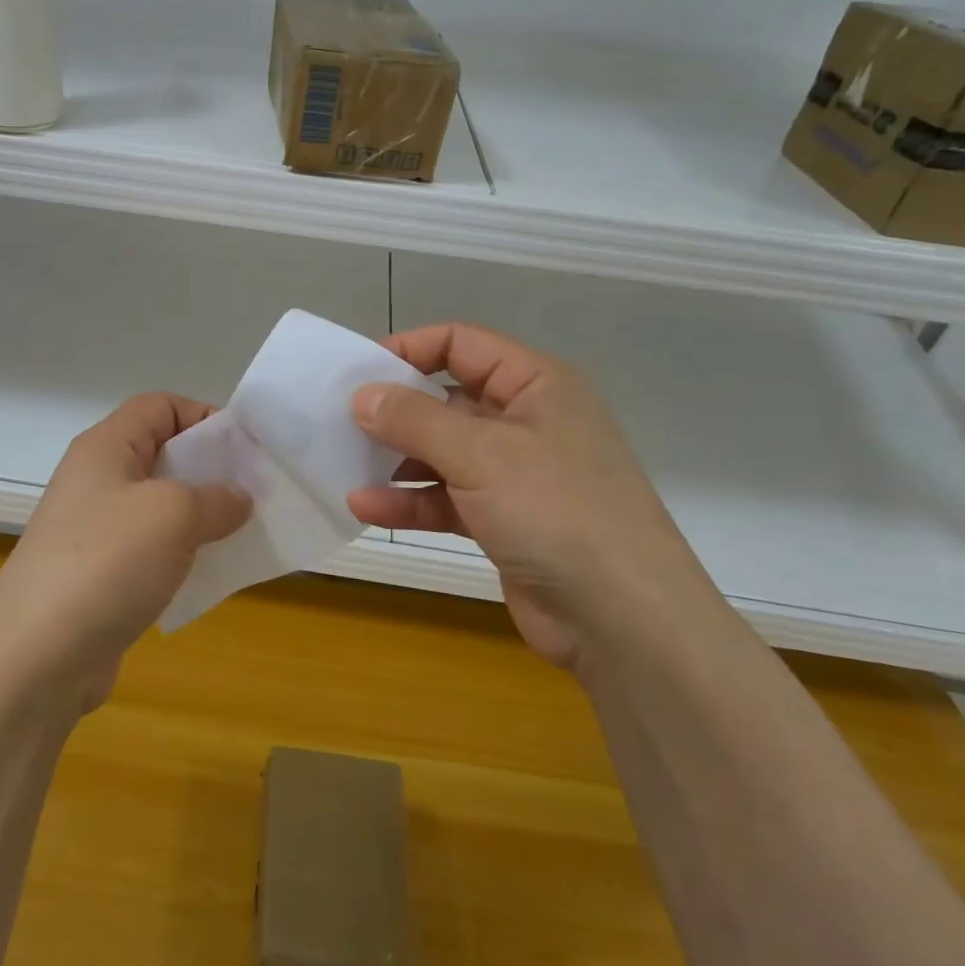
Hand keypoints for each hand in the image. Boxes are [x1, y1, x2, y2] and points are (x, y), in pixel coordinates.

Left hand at [0, 394, 250, 704]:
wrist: (35, 658)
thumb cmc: (107, 562)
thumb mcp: (173, 514)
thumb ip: (216, 497)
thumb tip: (238, 499)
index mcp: (106, 447)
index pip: (160, 406)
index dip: (204, 416)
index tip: (245, 449)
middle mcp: (97, 480)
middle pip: (162, 454)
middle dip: (211, 469)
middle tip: (255, 493)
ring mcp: (94, 530)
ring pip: (160, 506)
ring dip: (201, 516)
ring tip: (242, 534)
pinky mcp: (99, 575)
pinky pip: (151, 550)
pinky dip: (183, 555)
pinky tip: (210, 575)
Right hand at [345, 324, 716, 667]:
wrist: (624, 621)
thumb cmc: (557, 511)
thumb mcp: (480, 453)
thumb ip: (414, 419)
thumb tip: (362, 395)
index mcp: (536, 384)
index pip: (462, 344)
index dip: (409, 349)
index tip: (358, 370)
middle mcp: (526, 420)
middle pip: (446, 398)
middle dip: (395, 410)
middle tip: (340, 421)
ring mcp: (515, 473)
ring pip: (442, 452)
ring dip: (395, 460)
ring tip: (344, 466)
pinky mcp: (504, 520)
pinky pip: (447, 497)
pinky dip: (410, 500)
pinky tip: (366, 507)